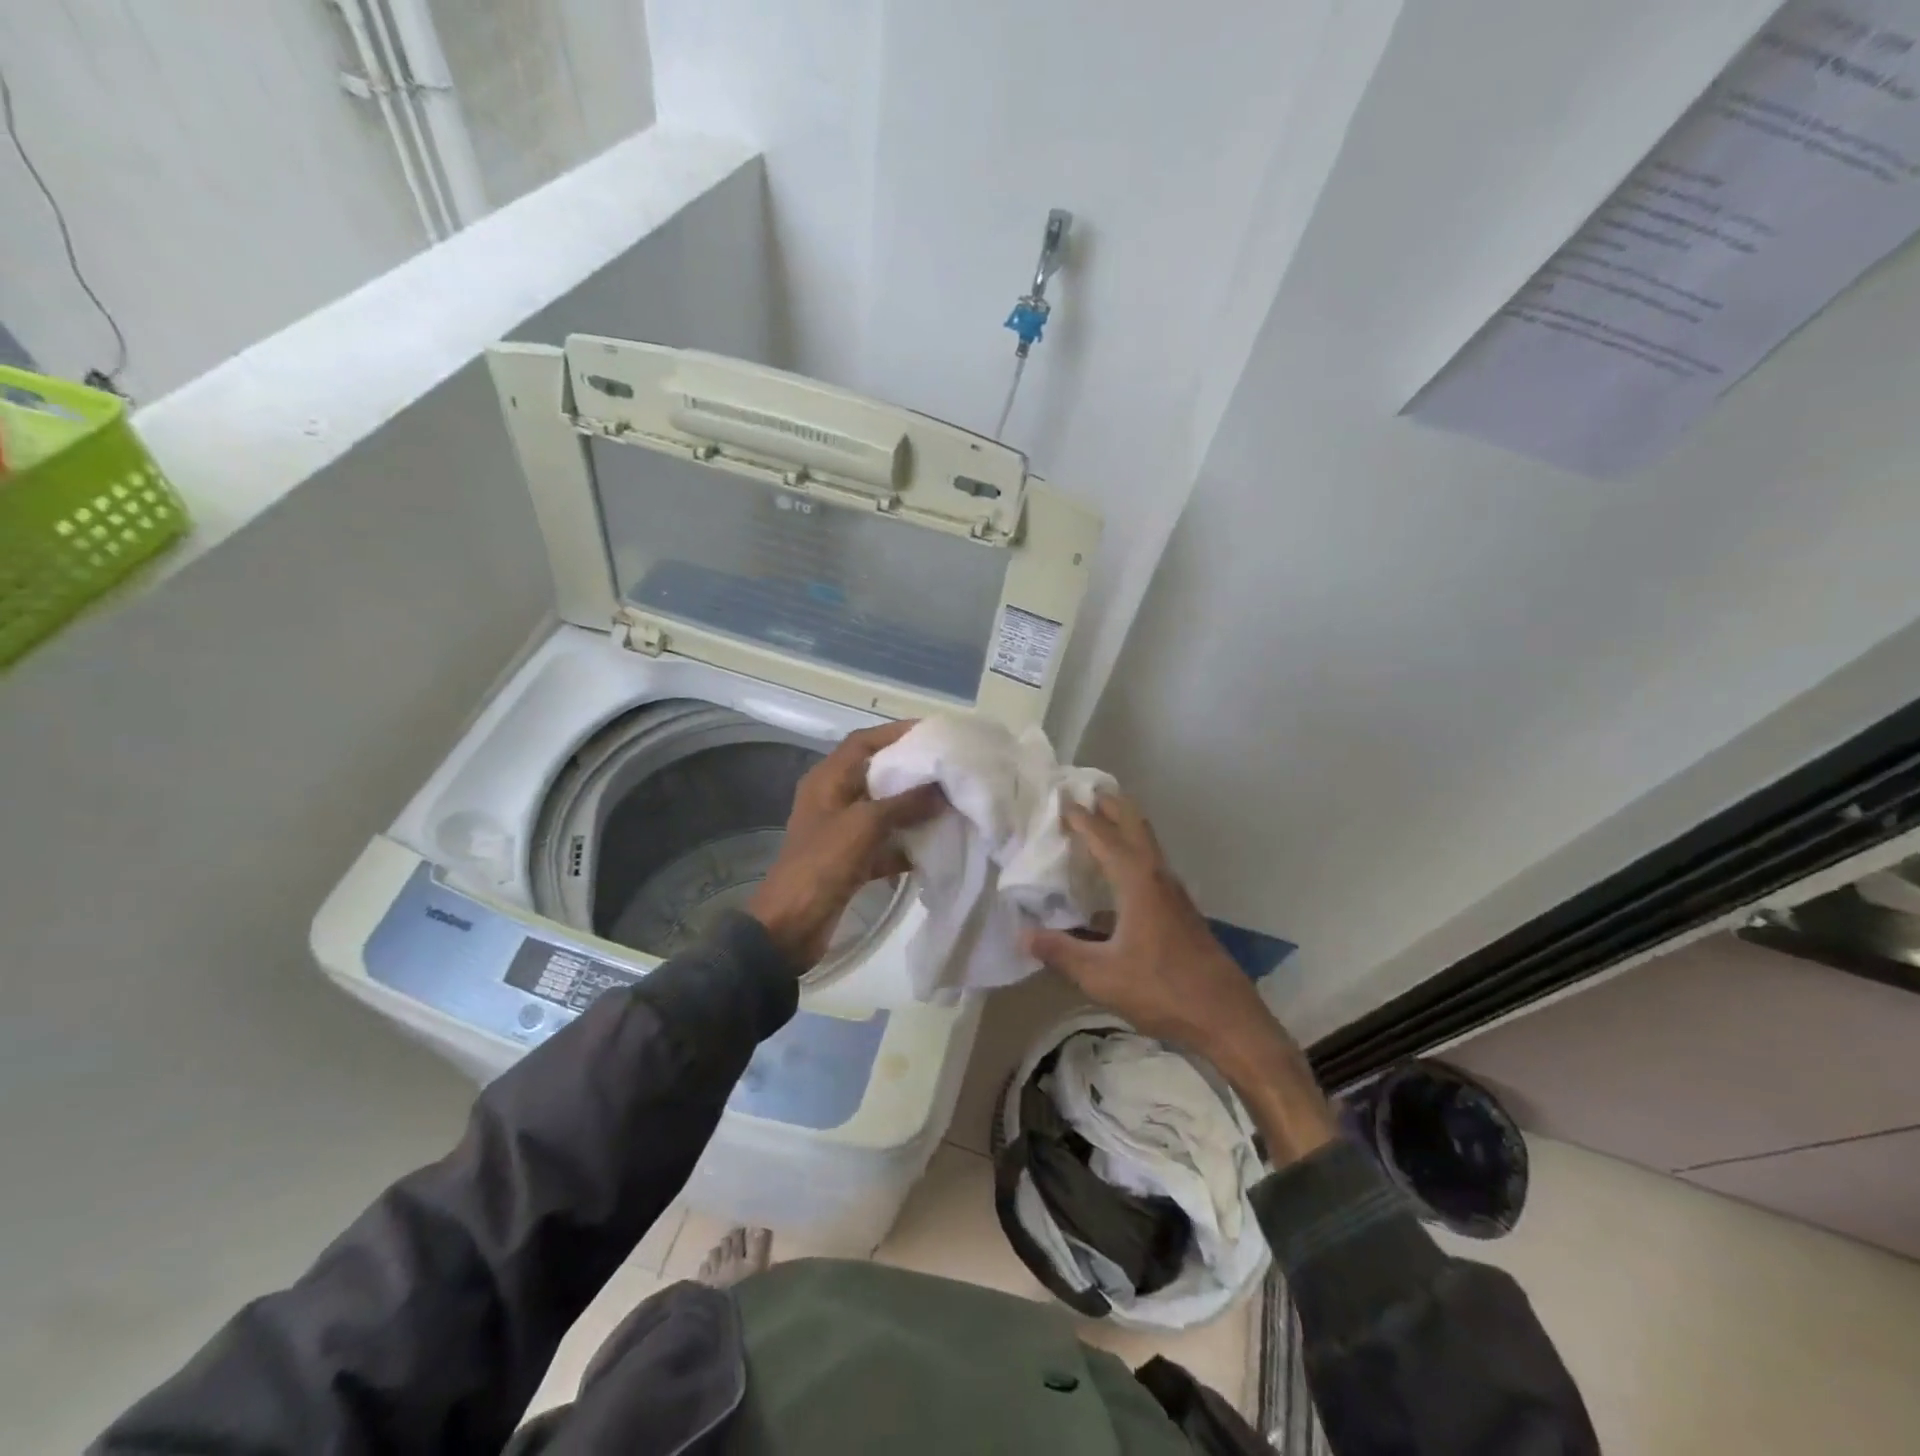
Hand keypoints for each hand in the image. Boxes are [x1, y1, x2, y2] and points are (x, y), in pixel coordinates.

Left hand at [748, 721, 944, 971]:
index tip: (932, 732)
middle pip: (876, 774)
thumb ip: (904, 804)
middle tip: (948, 767)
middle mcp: (833, 799)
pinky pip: (884, 842)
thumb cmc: (823, 863)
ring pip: (883, 810)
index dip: (895, 732)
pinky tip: (936, 845)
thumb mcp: (864, 826)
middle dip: (911, 771)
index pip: (863, 742)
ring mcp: (841, 831)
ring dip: (912, 808)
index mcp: (827, 780)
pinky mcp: (850, 860)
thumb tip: (942, 789)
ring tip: (950, 802)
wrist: (791, 925)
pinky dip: (906, 843)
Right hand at [1024, 794, 1336, 1164]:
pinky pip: (1150, 865)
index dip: (1080, 817)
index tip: (1059, 798)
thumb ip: (1060, 953)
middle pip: (1133, 825)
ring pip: (1146, 844)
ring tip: (1099, 819)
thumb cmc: (1162, 990)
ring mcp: (1173, 892)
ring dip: (1124, 825)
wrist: (1225, 1016)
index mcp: (1136, 881)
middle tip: (1085, 790)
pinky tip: (1115, 877)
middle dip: (1110, 804)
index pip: (1103, 836)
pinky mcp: (1180, 910)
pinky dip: (1131, 852)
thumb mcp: (1101, 975)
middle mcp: (1157, 876)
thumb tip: (1022, 936)